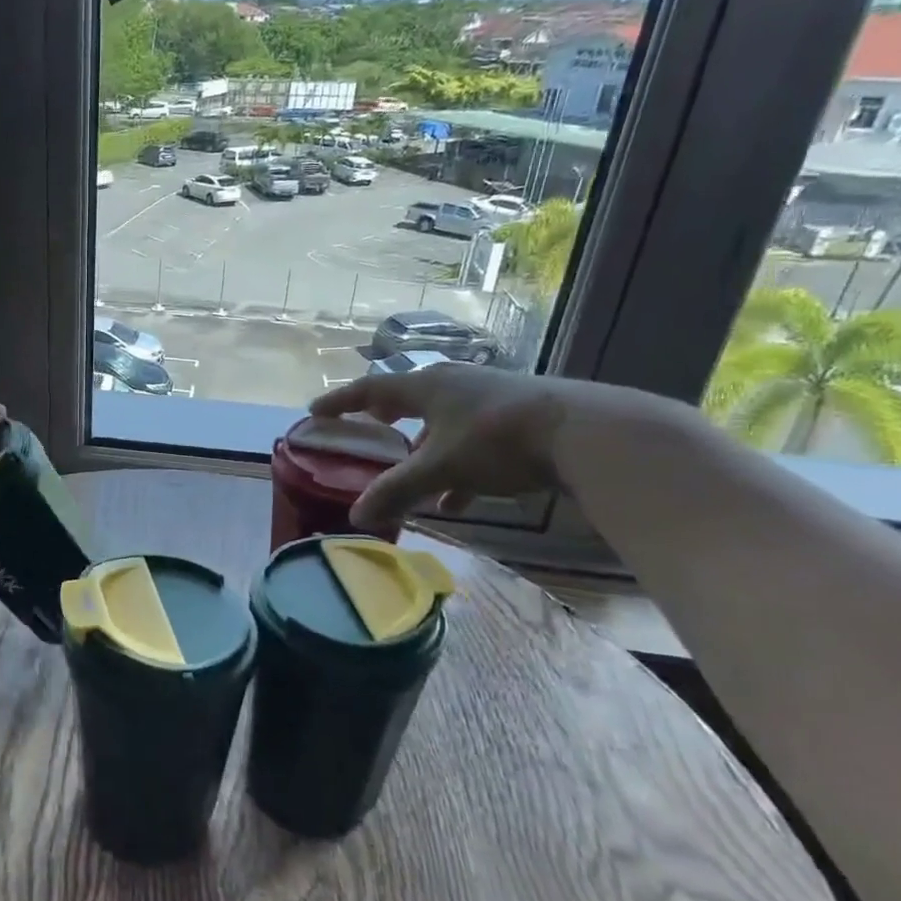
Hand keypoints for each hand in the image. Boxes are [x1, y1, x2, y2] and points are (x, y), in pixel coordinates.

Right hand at [310, 366, 660, 529]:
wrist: (586, 433)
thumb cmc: (497, 439)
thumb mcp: (440, 468)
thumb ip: (397, 491)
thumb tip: (355, 516)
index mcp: (428, 386)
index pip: (371, 389)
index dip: (341, 401)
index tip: (315, 410)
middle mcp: (455, 385)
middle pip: (408, 400)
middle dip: (385, 418)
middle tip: (366, 428)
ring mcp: (489, 400)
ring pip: (442, 424)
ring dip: (423, 450)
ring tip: (411, 480)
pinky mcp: (517, 419)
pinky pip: (472, 442)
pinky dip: (456, 467)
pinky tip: (458, 500)